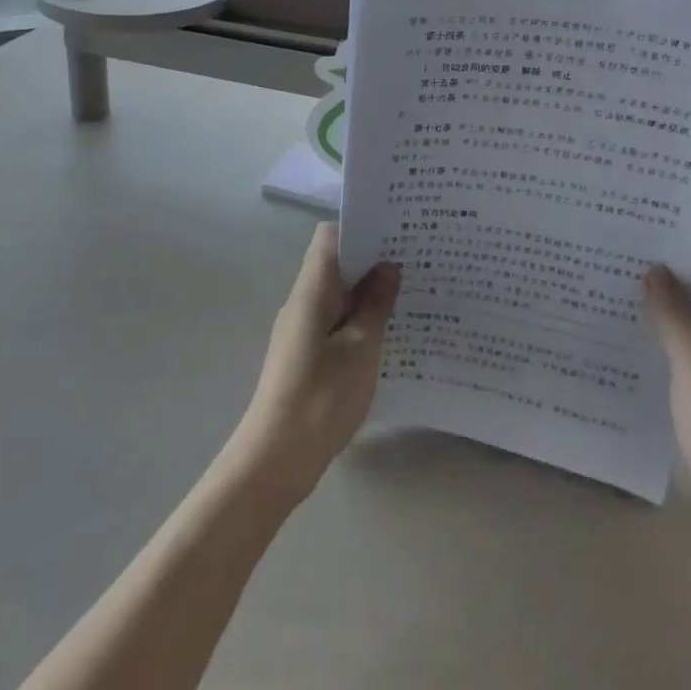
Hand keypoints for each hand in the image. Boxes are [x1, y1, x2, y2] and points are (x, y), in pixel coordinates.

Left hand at [229, 223, 399, 509]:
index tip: (396, 233)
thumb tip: (387, 267)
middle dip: (373, 261)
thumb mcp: (360, 349)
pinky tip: (389, 336)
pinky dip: (360, 320)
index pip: (329, 238)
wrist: (275, 460)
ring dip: (368, 294)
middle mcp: (302, 302)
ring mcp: (301, 330)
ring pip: (338, 296)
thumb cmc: (320, 398)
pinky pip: (335, 322)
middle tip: (415, 264)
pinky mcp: (305, 355)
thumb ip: (375, 305)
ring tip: (411, 296)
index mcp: (311, 291)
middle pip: (336, 264)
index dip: (360, 229)